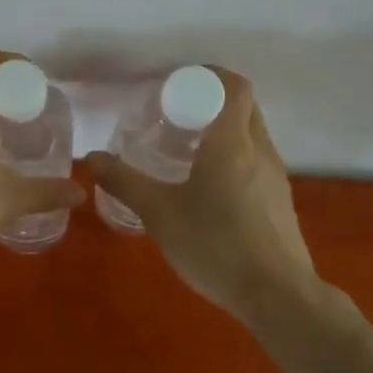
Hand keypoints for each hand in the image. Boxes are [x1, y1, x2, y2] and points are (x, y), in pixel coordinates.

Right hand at [88, 69, 319, 325]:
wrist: (277, 296)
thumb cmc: (216, 245)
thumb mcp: (159, 214)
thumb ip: (124, 182)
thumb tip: (91, 158)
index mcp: (232, 142)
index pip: (234, 86)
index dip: (210, 75)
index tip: (180, 84)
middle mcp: (260, 150)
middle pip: (244, 106)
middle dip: (213, 100)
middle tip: (176, 113)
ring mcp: (276, 176)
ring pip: (252, 134)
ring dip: (225, 129)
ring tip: (188, 149)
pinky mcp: (280, 201)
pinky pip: (257, 160)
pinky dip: (235, 156)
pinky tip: (209, 187)